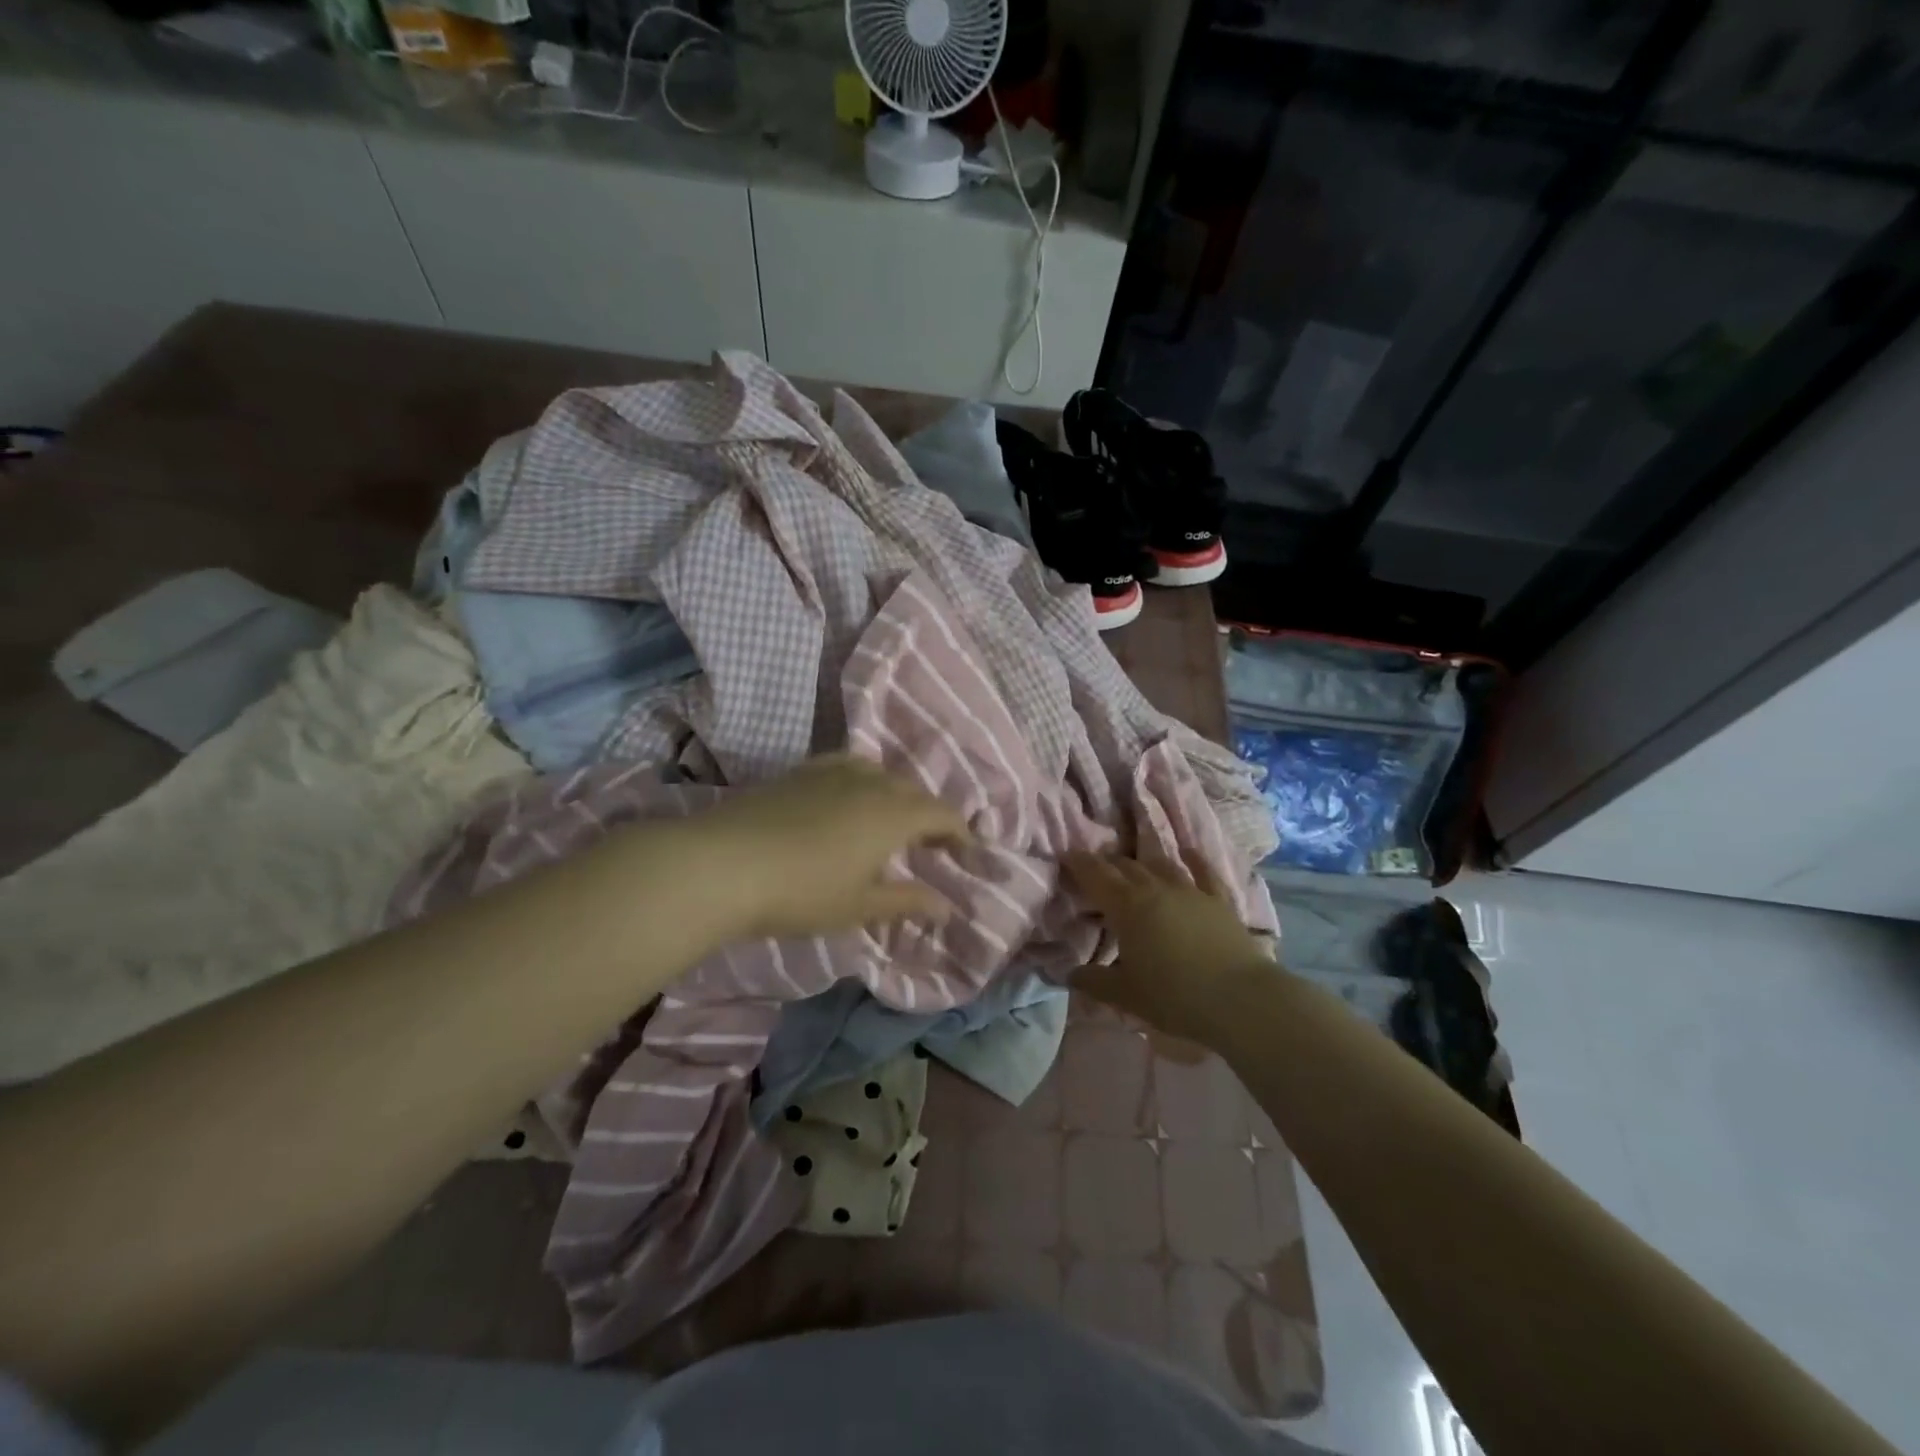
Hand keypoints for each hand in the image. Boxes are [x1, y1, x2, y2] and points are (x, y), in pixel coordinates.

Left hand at [684, 755, 970, 941]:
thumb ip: (907, 901)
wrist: (723, 864)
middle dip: (929, 815)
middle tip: (930, 845)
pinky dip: (861, 779)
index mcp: (893, 814)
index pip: (942, 814)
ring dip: (896, 795)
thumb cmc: (802, 892)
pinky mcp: (800, 771)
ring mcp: (832, 771)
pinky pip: (846, 765)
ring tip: (890, 820)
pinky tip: (847, 795)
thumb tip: (948, 907)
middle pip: (913, 791)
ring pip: (879, 773)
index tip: (967, 852)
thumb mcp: (860, 906)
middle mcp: (870, 783)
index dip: (960, 832)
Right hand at [1062, 850, 1275, 1047]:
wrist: (1240, 999)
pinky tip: (1187, 851)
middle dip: (1107, 864)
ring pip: (1159, 865)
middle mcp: (1155, 888)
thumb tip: (1070, 975)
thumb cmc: (1174, 996)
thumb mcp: (1126, 995)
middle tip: (1095, 869)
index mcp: (1126, 906)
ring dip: (1142, 862)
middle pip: (1125, 866)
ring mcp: (1190, 890)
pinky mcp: (1218, 900)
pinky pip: (1203, 871)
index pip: (1095, 875)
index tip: (1066, 855)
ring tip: (1132, 865)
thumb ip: (1094, 982)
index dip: (1078, 863)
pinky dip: (1193, 859)